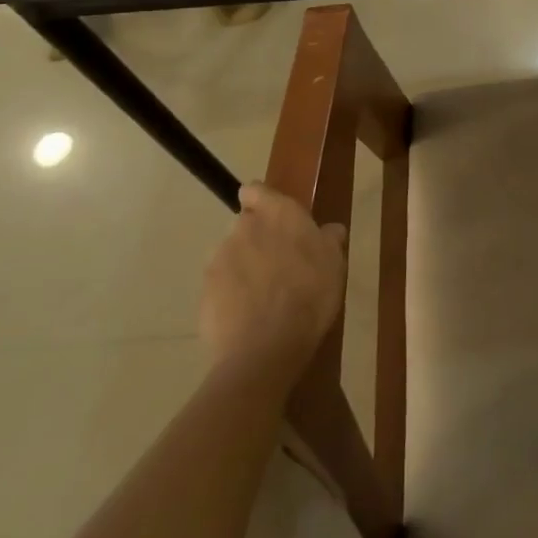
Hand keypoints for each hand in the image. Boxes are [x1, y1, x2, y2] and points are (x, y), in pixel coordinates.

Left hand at [200, 183, 347, 386]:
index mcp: (279, 213)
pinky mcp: (203, 290)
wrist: (265, 347)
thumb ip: (329, 239)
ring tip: (261, 294)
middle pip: (245, 224)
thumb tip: (329, 229)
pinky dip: (230, 293)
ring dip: (242, 265)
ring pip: (230, 254)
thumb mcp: (335, 264)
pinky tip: (247, 314)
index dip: (261, 201)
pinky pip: (220, 284)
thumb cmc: (310, 294)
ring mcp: (219, 259)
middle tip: (278, 264)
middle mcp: (244, 227)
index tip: (273, 218)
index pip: (256, 190)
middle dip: (257, 238)